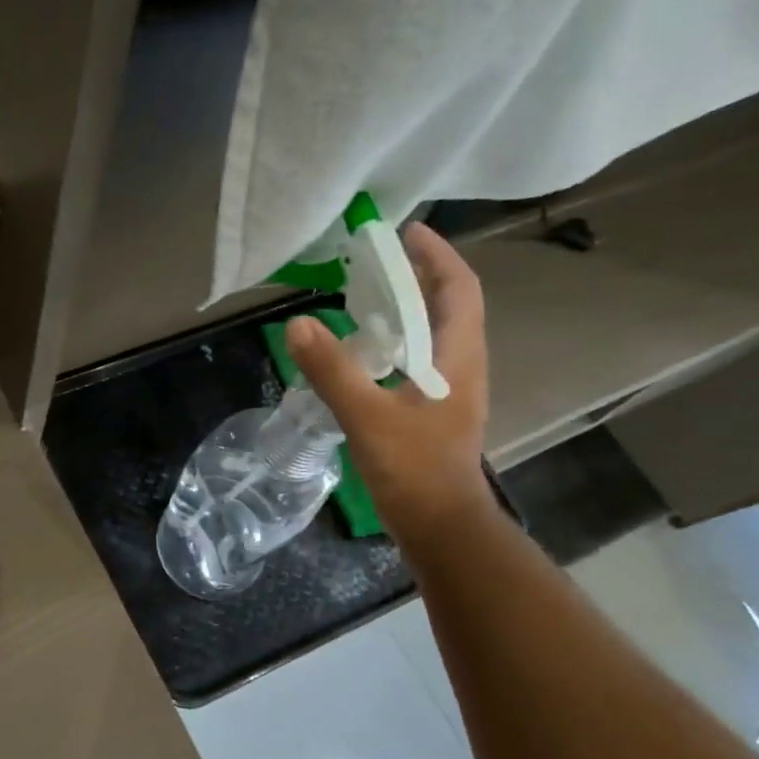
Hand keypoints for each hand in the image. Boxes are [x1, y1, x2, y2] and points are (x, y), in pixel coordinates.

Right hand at [287, 222, 492, 541]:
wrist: (440, 527)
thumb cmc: (413, 471)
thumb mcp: (367, 417)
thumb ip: (333, 371)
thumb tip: (298, 324)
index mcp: (457, 359)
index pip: (459, 289)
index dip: (437, 255)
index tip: (405, 231)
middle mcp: (460, 367)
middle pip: (448, 306)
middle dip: (417, 275)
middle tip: (375, 259)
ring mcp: (449, 391)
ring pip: (433, 334)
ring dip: (406, 308)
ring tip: (365, 296)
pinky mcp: (434, 412)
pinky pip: (418, 360)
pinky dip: (395, 342)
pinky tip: (363, 352)